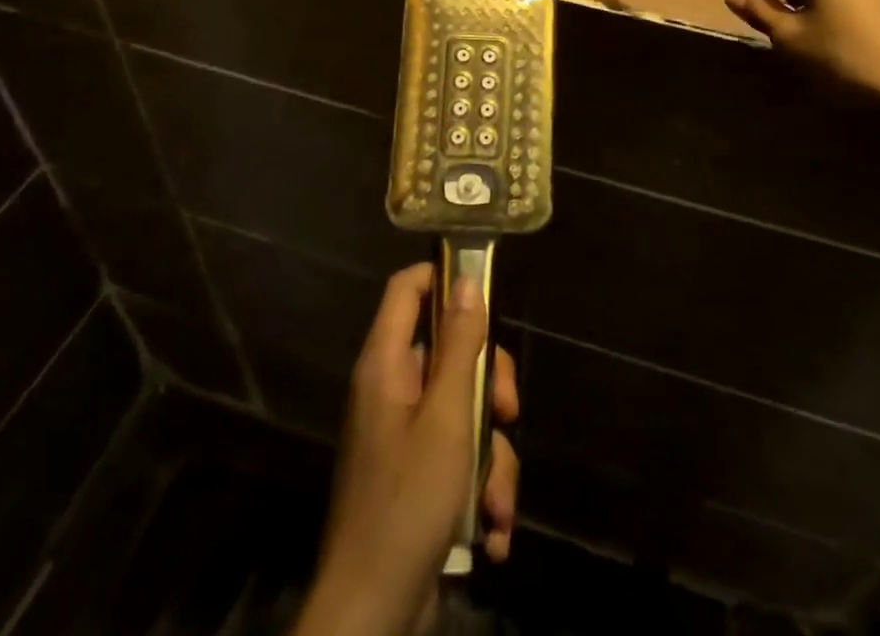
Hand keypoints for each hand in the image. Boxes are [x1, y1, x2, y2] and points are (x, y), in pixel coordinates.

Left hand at [295, 264, 519, 635]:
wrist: (371, 617)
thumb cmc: (408, 503)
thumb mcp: (447, 417)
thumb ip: (460, 346)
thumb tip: (467, 280)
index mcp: (386, 365)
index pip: (407, 289)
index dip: (443, 277)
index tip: (487, 293)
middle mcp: (391, 391)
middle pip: (448, 350)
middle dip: (487, 383)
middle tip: (508, 411)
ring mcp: (402, 436)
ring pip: (462, 410)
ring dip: (491, 455)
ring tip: (498, 503)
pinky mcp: (415, 478)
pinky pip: (457, 457)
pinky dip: (480, 488)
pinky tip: (493, 530)